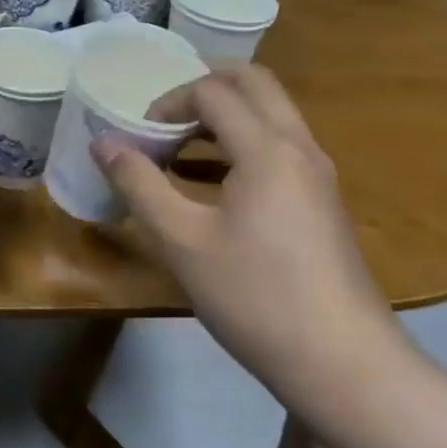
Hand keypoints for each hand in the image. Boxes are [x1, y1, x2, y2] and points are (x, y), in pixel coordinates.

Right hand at [91, 65, 405, 399]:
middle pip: (254, 84)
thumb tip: (103, 142)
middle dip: (203, 88)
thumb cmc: (255, 295)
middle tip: (163, 118)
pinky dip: (240, 145)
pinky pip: (278, 147)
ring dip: (222, 117)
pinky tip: (208, 185)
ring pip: (270, 115)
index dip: (168, 103)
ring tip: (177, 149)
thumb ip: (139, 183)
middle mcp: (299, 148)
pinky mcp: (321, 202)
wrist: (343, 363)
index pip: (213, 92)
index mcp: (267, 149)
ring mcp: (317, 175)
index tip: (140, 138)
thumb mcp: (181, 240)